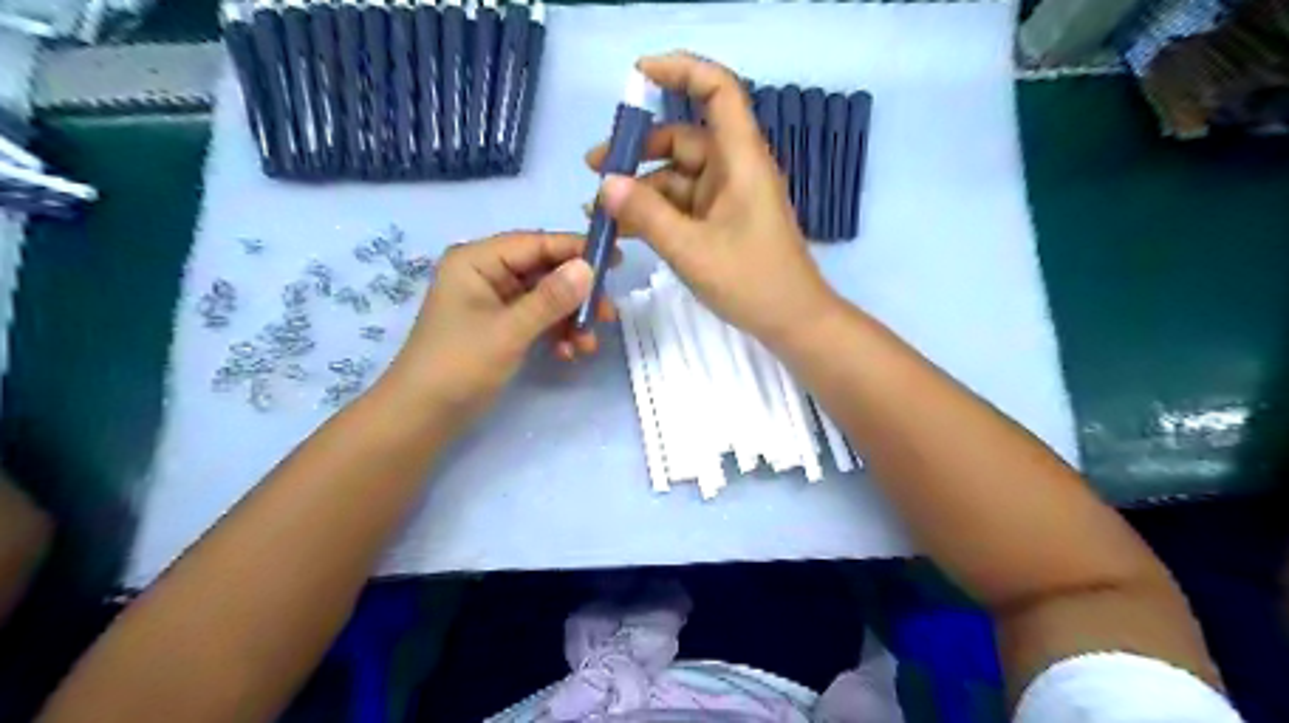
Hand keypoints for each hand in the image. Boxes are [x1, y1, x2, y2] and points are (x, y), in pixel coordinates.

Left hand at [382, 231, 613, 425]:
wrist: (423, 416)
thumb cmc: (459, 365)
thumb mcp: (509, 330)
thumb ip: (550, 299)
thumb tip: (589, 268)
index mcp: (477, 260)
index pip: (536, 244)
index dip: (576, 250)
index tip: (616, 260)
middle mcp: (487, 273)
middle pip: (544, 271)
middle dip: (577, 294)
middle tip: (609, 313)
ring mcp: (494, 301)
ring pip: (546, 298)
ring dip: (570, 319)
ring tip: (588, 344)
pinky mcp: (501, 325)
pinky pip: (538, 319)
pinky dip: (556, 333)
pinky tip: (568, 353)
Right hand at [587, 51, 847, 349]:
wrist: (792, 321)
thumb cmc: (751, 281)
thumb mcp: (691, 249)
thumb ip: (646, 215)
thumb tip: (606, 185)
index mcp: (740, 159)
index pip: (718, 91)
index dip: (681, 71)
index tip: (638, 74)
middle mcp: (734, 170)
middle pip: (684, 139)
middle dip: (638, 150)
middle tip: (595, 170)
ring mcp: (728, 198)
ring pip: (678, 177)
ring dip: (640, 190)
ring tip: (599, 211)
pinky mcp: (722, 222)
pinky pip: (683, 206)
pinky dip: (655, 213)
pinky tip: (623, 229)